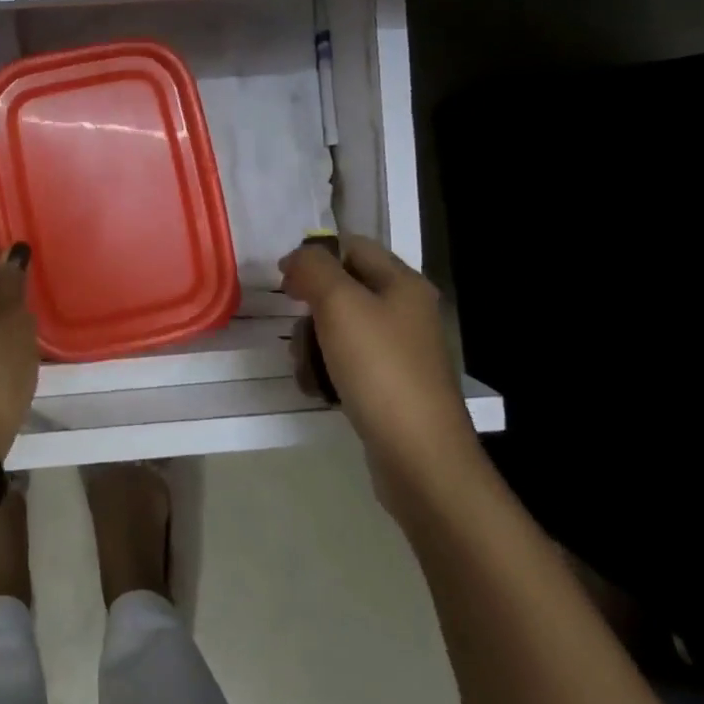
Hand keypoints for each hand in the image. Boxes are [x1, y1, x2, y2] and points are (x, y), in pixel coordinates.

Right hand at [279, 235, 482, 514]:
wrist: (419, 456)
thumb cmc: (379, 369)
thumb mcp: (339, 304)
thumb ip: (313, 267)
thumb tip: (297, 258)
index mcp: (403, 283)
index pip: (352, 246)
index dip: (315, 257)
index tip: (284, 283)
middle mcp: (406, 312)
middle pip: (342, 290)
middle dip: (310, 310)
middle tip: (299, 334)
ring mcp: (399, 352)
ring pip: (338, 330)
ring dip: (311, 345)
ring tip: (307, 370)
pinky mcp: (390, 386)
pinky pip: (346, 364)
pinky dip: (326, 373)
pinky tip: (319, 391)